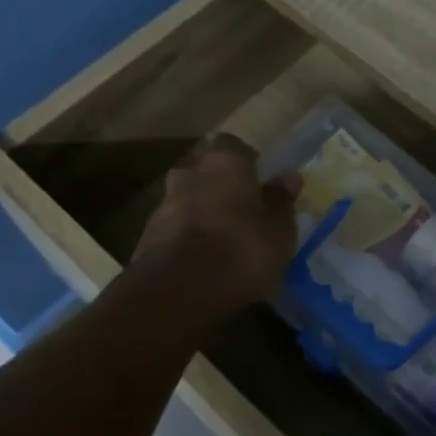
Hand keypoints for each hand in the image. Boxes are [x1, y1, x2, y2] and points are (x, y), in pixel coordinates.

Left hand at [134, 134, 301, 311]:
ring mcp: (163, 205)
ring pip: (186, 199)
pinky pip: (173, 229)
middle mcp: (189, 174)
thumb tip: (289, 177)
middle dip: (219, 184)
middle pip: (204, 170)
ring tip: (221, 237)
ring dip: (201, 211)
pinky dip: (186, 237)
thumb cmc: (242, 249)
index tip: (258, 178)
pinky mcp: (146, 237)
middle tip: (240, 206)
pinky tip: (201, 259)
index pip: (232, 144)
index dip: (245, 159)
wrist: (179, 291)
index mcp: (224, 163)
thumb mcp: (278, 230)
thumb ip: (281, 201)